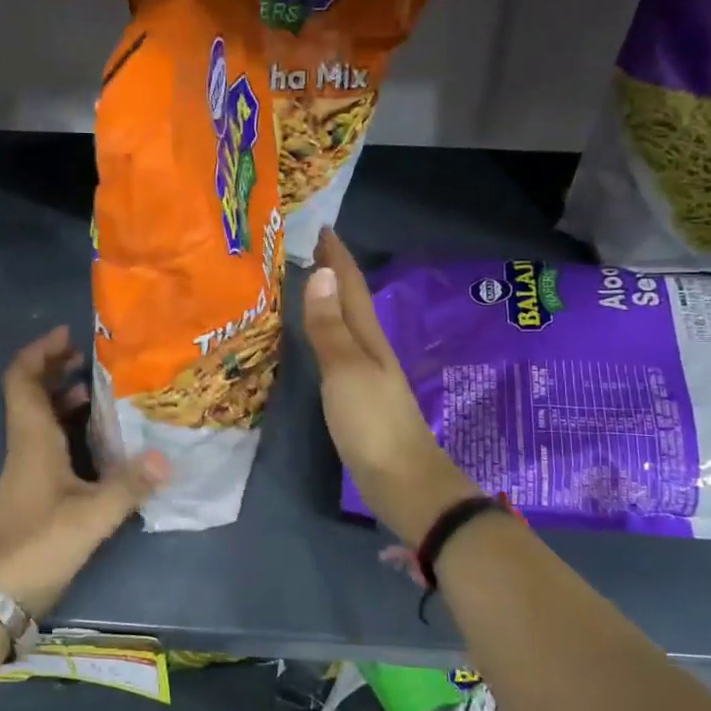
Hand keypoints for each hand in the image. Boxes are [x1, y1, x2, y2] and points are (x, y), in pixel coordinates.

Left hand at [0, 326, 169, 618]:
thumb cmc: (35, 546)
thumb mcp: (89, 517)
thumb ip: (128, 486)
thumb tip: (168, 457)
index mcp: (31, 439)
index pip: (22, 379)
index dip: (40, 352)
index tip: (68, 335)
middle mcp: (25, 446)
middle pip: (31, 393)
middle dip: (57, 368)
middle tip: (92, 358)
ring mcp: (27, 469)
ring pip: (41, 418)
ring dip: (64, 398)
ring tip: (101, 390)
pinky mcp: (33, 490)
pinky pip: (50, 443)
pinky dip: (70, 429)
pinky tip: (100, 439)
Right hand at [303, 229, 478, 547]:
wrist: (404, 482)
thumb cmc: (373, 424)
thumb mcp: (346, 371)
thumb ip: (330, 327)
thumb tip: (322, 273)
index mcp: (368, 338)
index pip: (351, 286)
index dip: (338, 257)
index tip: (322, 227)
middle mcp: (370, 349)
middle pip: (351, 302)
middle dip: (333, 273)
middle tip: (308, 249)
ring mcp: (366, 375)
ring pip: (346, 326)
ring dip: (330, 302)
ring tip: (307, 284)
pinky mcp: (358, 398)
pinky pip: (339, 351)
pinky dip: (327, 334)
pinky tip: (318, 340)